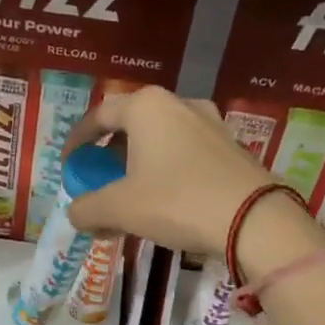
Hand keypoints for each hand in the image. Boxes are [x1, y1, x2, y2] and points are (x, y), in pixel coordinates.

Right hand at [62, 87, 276, 256]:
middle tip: (98, 184)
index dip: (77, 140)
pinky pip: (185, 154)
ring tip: (129, 199)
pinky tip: (165, 203)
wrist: (255, 220)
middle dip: (109, 157)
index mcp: (147, 107)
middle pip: (131, 127)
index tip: (69, 165)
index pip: (99, 115)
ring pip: (160, 141)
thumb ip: (87, 208)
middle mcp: (179, 104)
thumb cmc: (177, 202)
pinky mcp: (231, 147)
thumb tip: (75, 213)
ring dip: (138, 167)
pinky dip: (166, 172)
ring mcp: (211, 124)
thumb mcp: (120, 208)